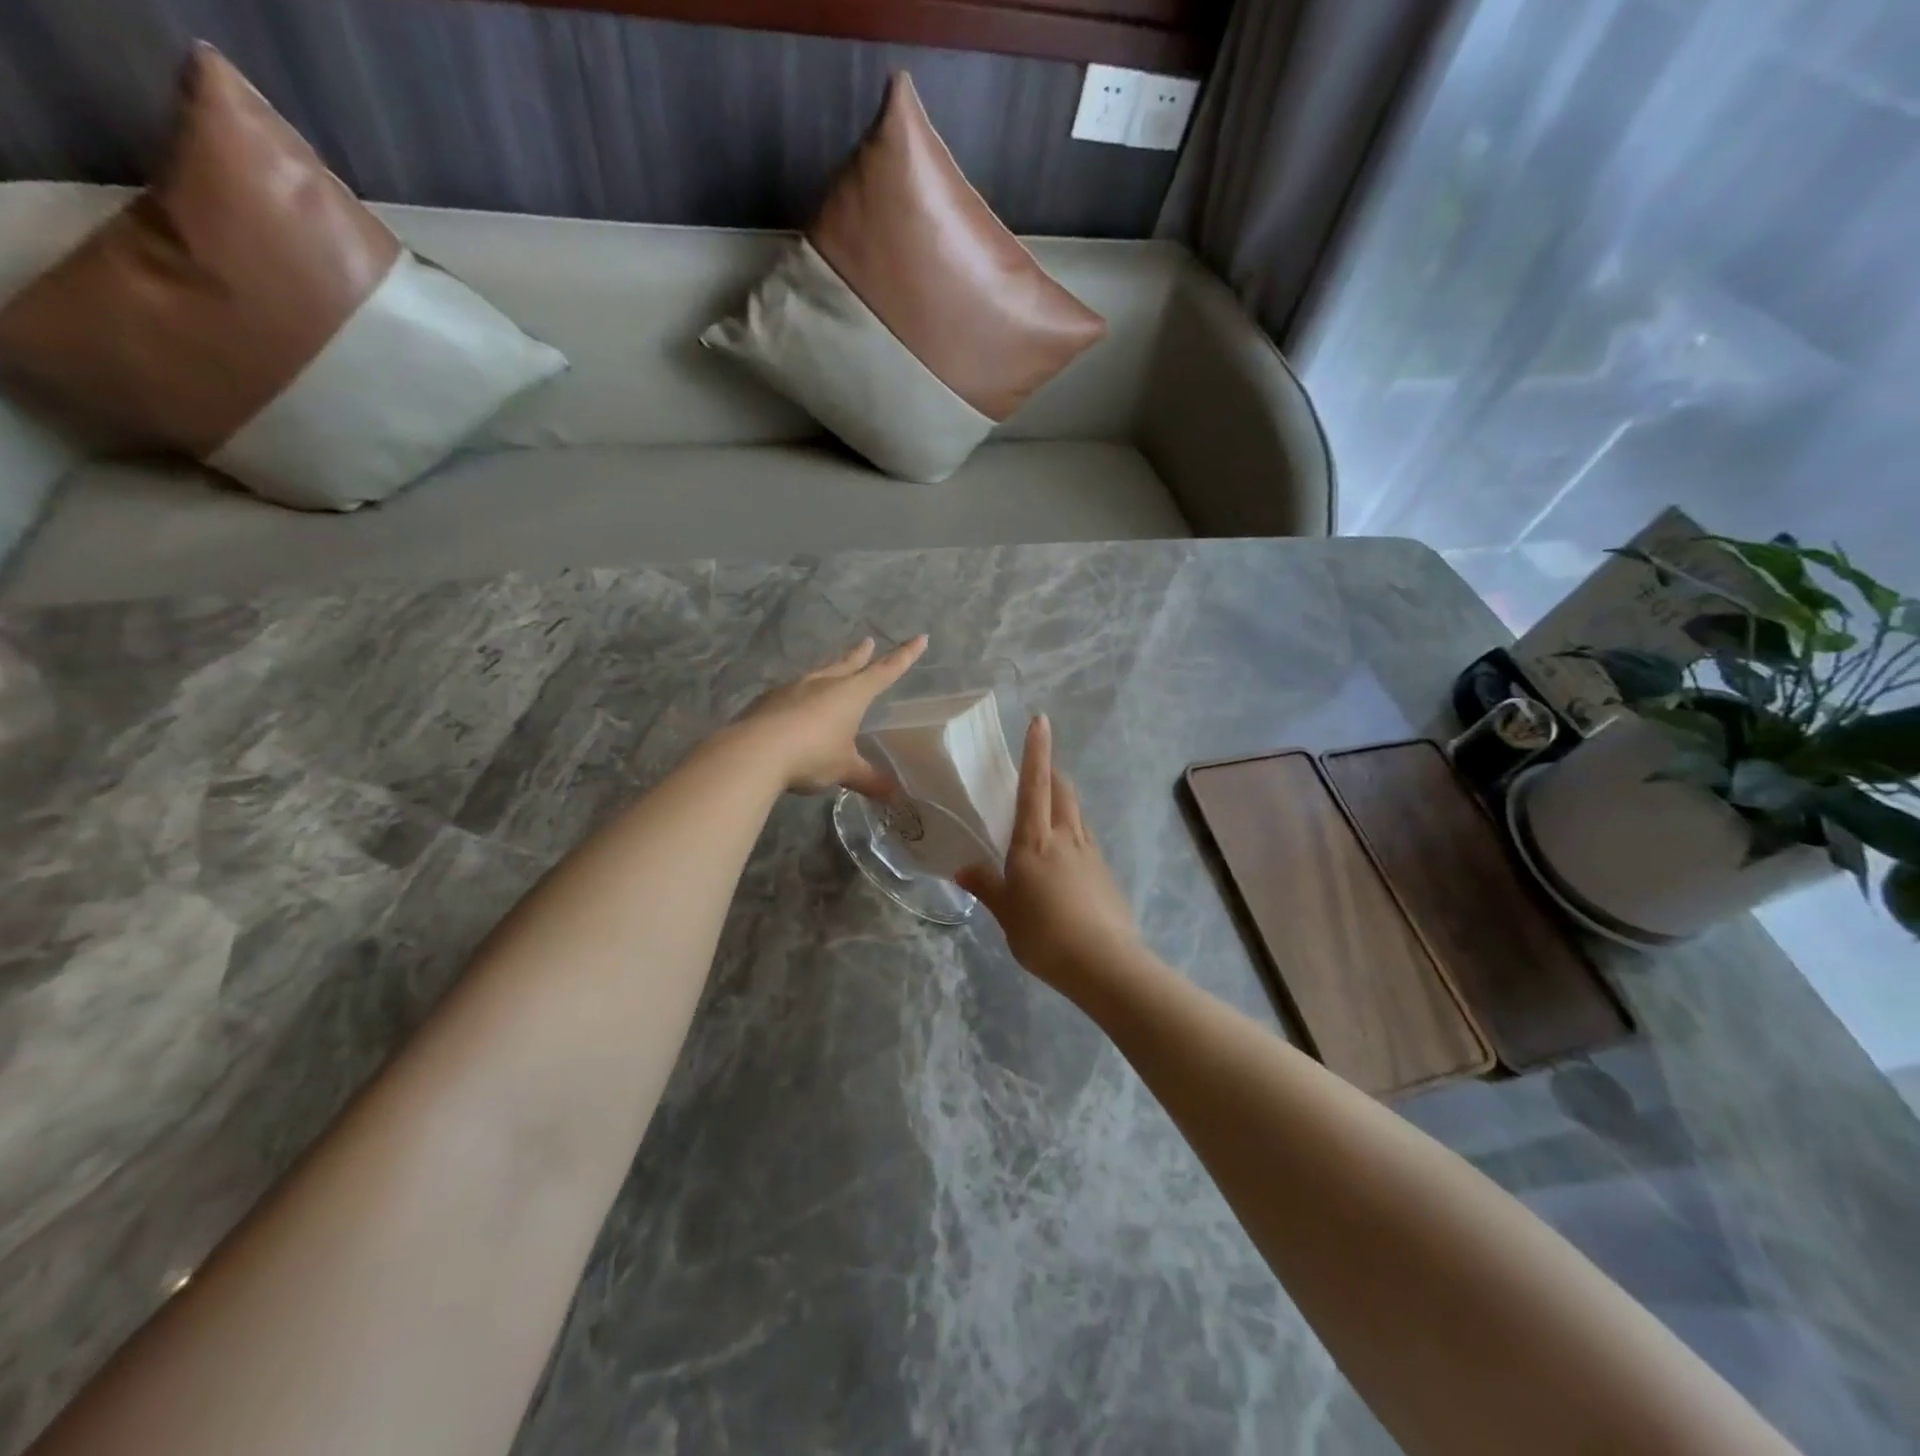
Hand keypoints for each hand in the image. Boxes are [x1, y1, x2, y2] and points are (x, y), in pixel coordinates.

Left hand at [731, 635, 927, 795]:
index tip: (920, 638)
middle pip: (848, 664)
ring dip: (830, 669)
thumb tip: (896, 797)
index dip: (905, 656)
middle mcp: (824, 684)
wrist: (753, 752)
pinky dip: (801, 693)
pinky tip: (795, 702)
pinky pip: (792, 691)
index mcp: (850, 694)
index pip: (885, 671)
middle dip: (861, 655)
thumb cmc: (811, 755)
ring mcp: (793, 689)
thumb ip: (869, 780)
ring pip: (818, 673)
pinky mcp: (769, 700)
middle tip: (868, 642)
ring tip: (833, 669)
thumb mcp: (844, 770)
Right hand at [957, 715, 1144, 991]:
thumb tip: (962, 869)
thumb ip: (986, 887)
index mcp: (1035, 841)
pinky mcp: (1105, 872)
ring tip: (1048, 809)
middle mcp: (1065, 837)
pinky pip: (1086, 839)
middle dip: (1051, 772)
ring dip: (1064, 801)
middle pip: (1062, 791)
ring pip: (1077, 813)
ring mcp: (1090, 853)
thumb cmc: (1045, 934)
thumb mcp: (1006, 913)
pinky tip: (1065, 856)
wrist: (1104, 963)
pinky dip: (1073, 832)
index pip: (1034, 785)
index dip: (1036, 751)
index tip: (1040, 720)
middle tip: (1037, 769)